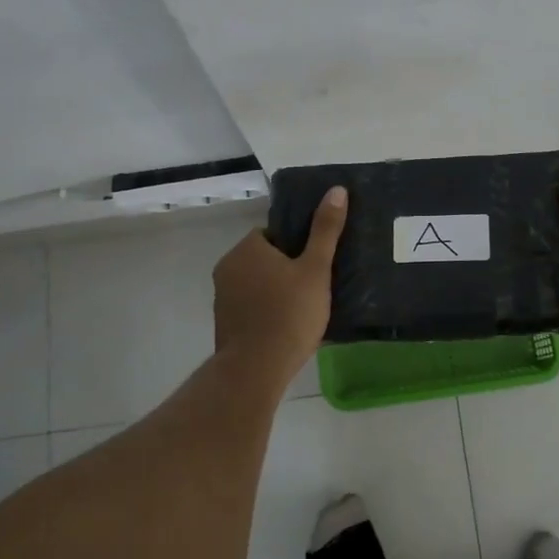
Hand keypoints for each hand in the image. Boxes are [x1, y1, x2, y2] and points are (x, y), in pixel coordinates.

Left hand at [213, 186, 347, 376]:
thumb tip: (337, 190)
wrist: (256, 369)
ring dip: (275, 291)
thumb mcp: (316, 269)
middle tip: (314, 287)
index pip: (273, 234)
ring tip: (303, 309)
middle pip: (264, 259)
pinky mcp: (224, 323)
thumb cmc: (289, 313)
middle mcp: (227, 267)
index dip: (296, 247)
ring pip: (256, 284)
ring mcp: (222, 297)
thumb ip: (326, 230)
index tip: (314, 264)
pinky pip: (249, 307)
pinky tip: (286, 327)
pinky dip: (265, 312)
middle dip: (286, 269)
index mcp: (246, 248)